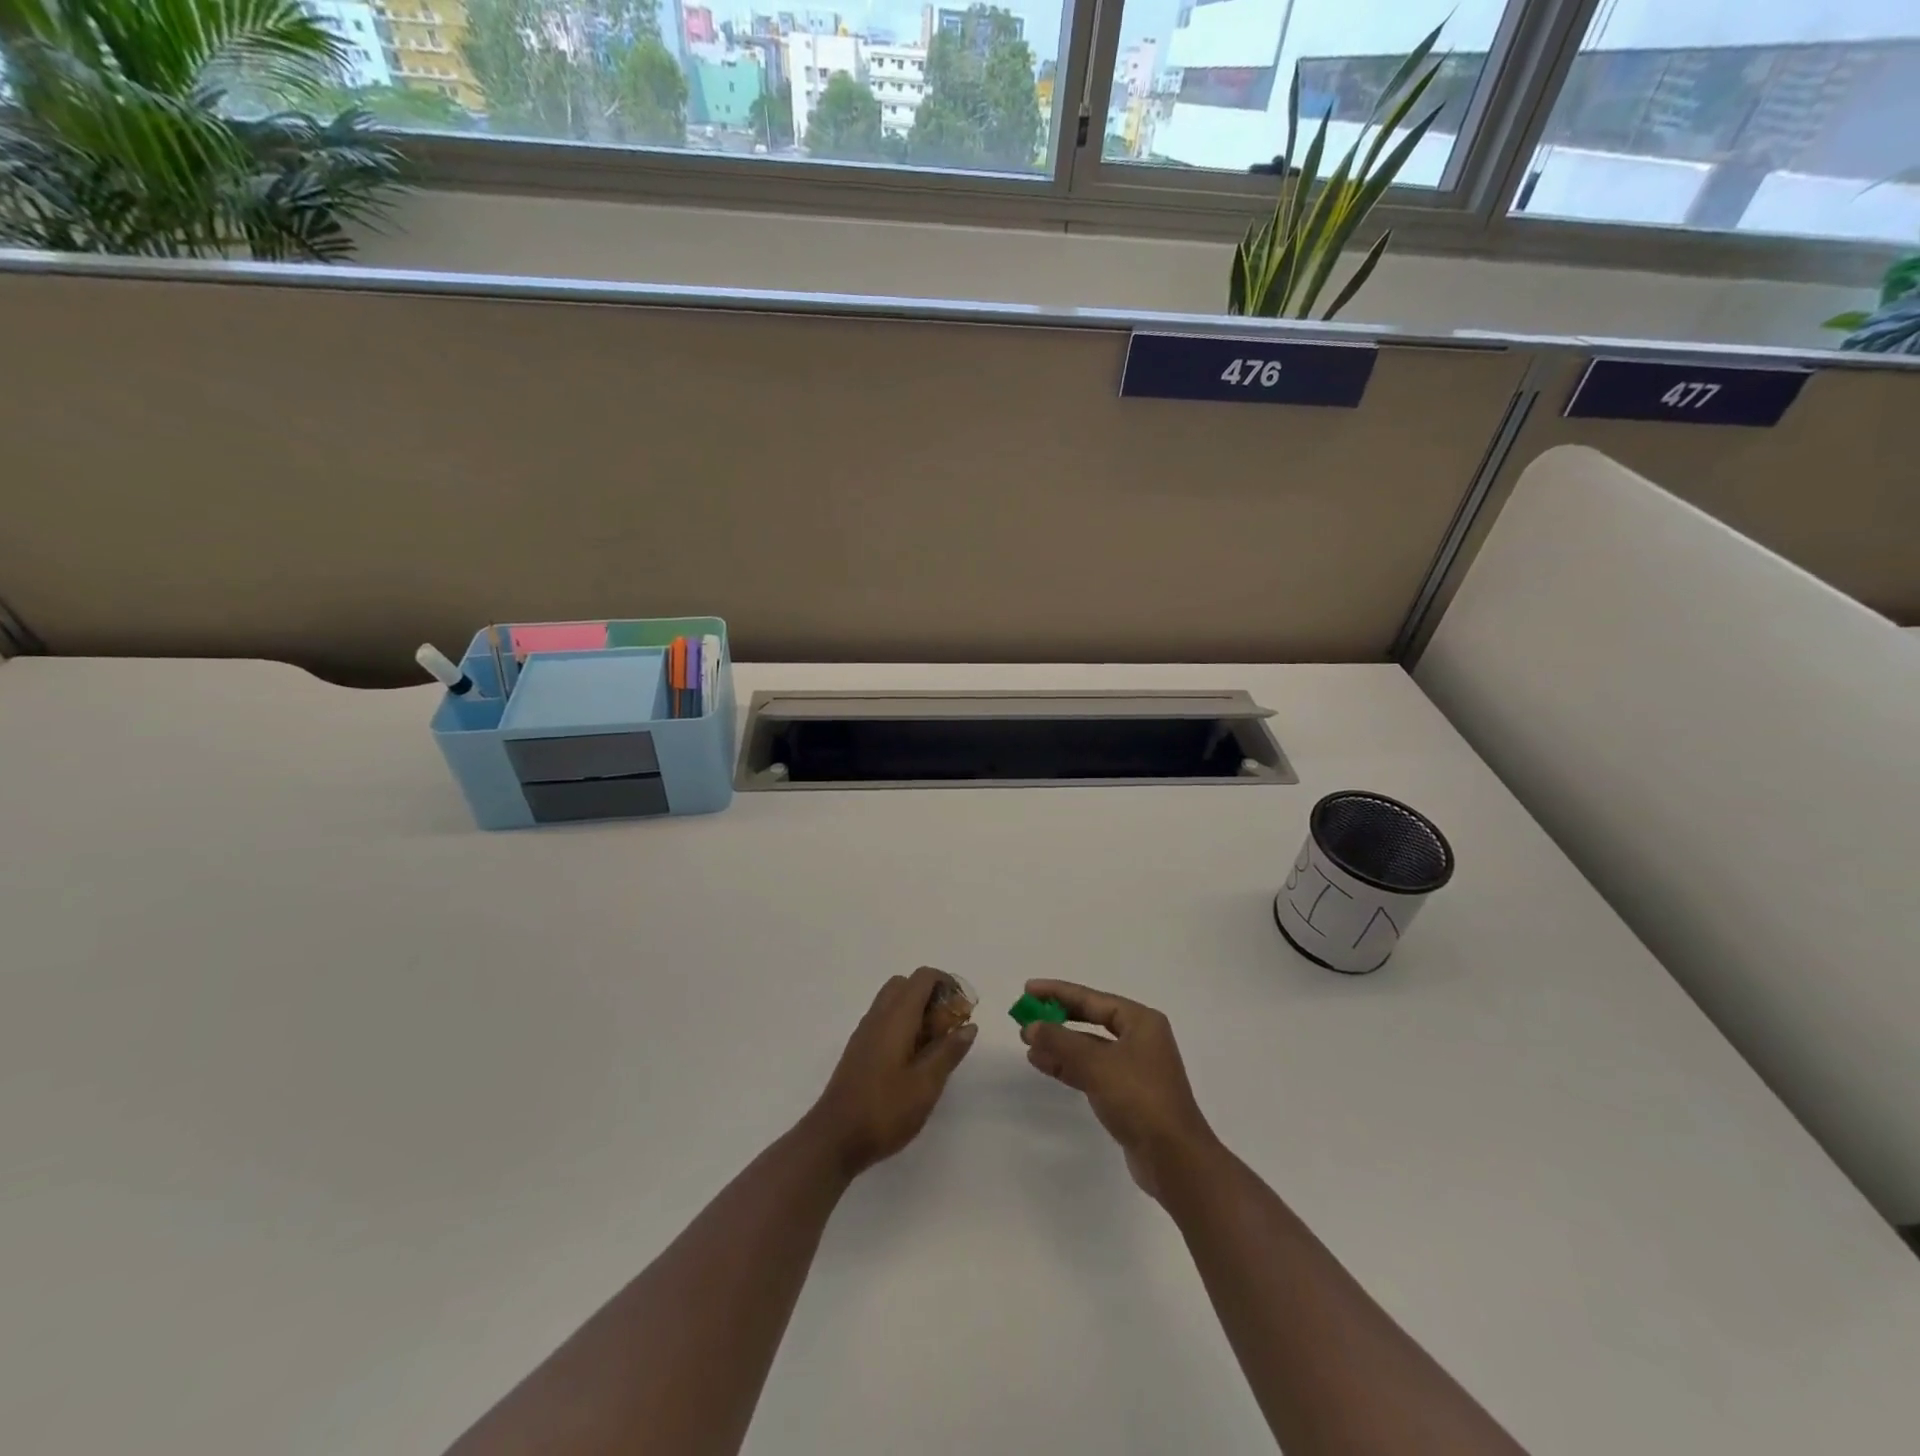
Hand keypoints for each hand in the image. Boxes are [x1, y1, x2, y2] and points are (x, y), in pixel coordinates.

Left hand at [805, 967, 977, 1178]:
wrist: (834, 1138)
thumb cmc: (885, 1110)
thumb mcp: (926, 1084)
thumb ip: (949, 1051)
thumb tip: (969, 1025)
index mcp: (896, 1017)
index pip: (922, 977)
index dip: (947, 983)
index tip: (964, 1008)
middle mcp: (878, 1016)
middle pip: (906, 985)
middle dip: (932, 996)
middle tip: (949, 1026)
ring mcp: (865, 1032)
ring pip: (894, 1002)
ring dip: (918, 1012)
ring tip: (935, 1046)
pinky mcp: (859, 1049)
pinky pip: (884, 1020)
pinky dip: (903, 1025)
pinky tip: (914, 1060)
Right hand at [1021, 979, 1218, 1199]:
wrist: (1175, 1159)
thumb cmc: (1140, 1099)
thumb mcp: (1096, 1064)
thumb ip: (1061, 1041)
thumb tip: (1031, 1027)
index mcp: (1141, 1021)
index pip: (1092, 998)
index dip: (1058, 992)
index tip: (1028, 989)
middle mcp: (1139, 1039)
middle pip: (1091, 1019)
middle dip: (1058, 1018)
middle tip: (1026, 1015)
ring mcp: (1134, 1068)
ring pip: (1089, 1047)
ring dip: (1059, 1044)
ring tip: (1027, 1042)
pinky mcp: (1127, 1095)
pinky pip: (1091, 1070)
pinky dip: (1068, 1066)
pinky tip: (1043, 1064)